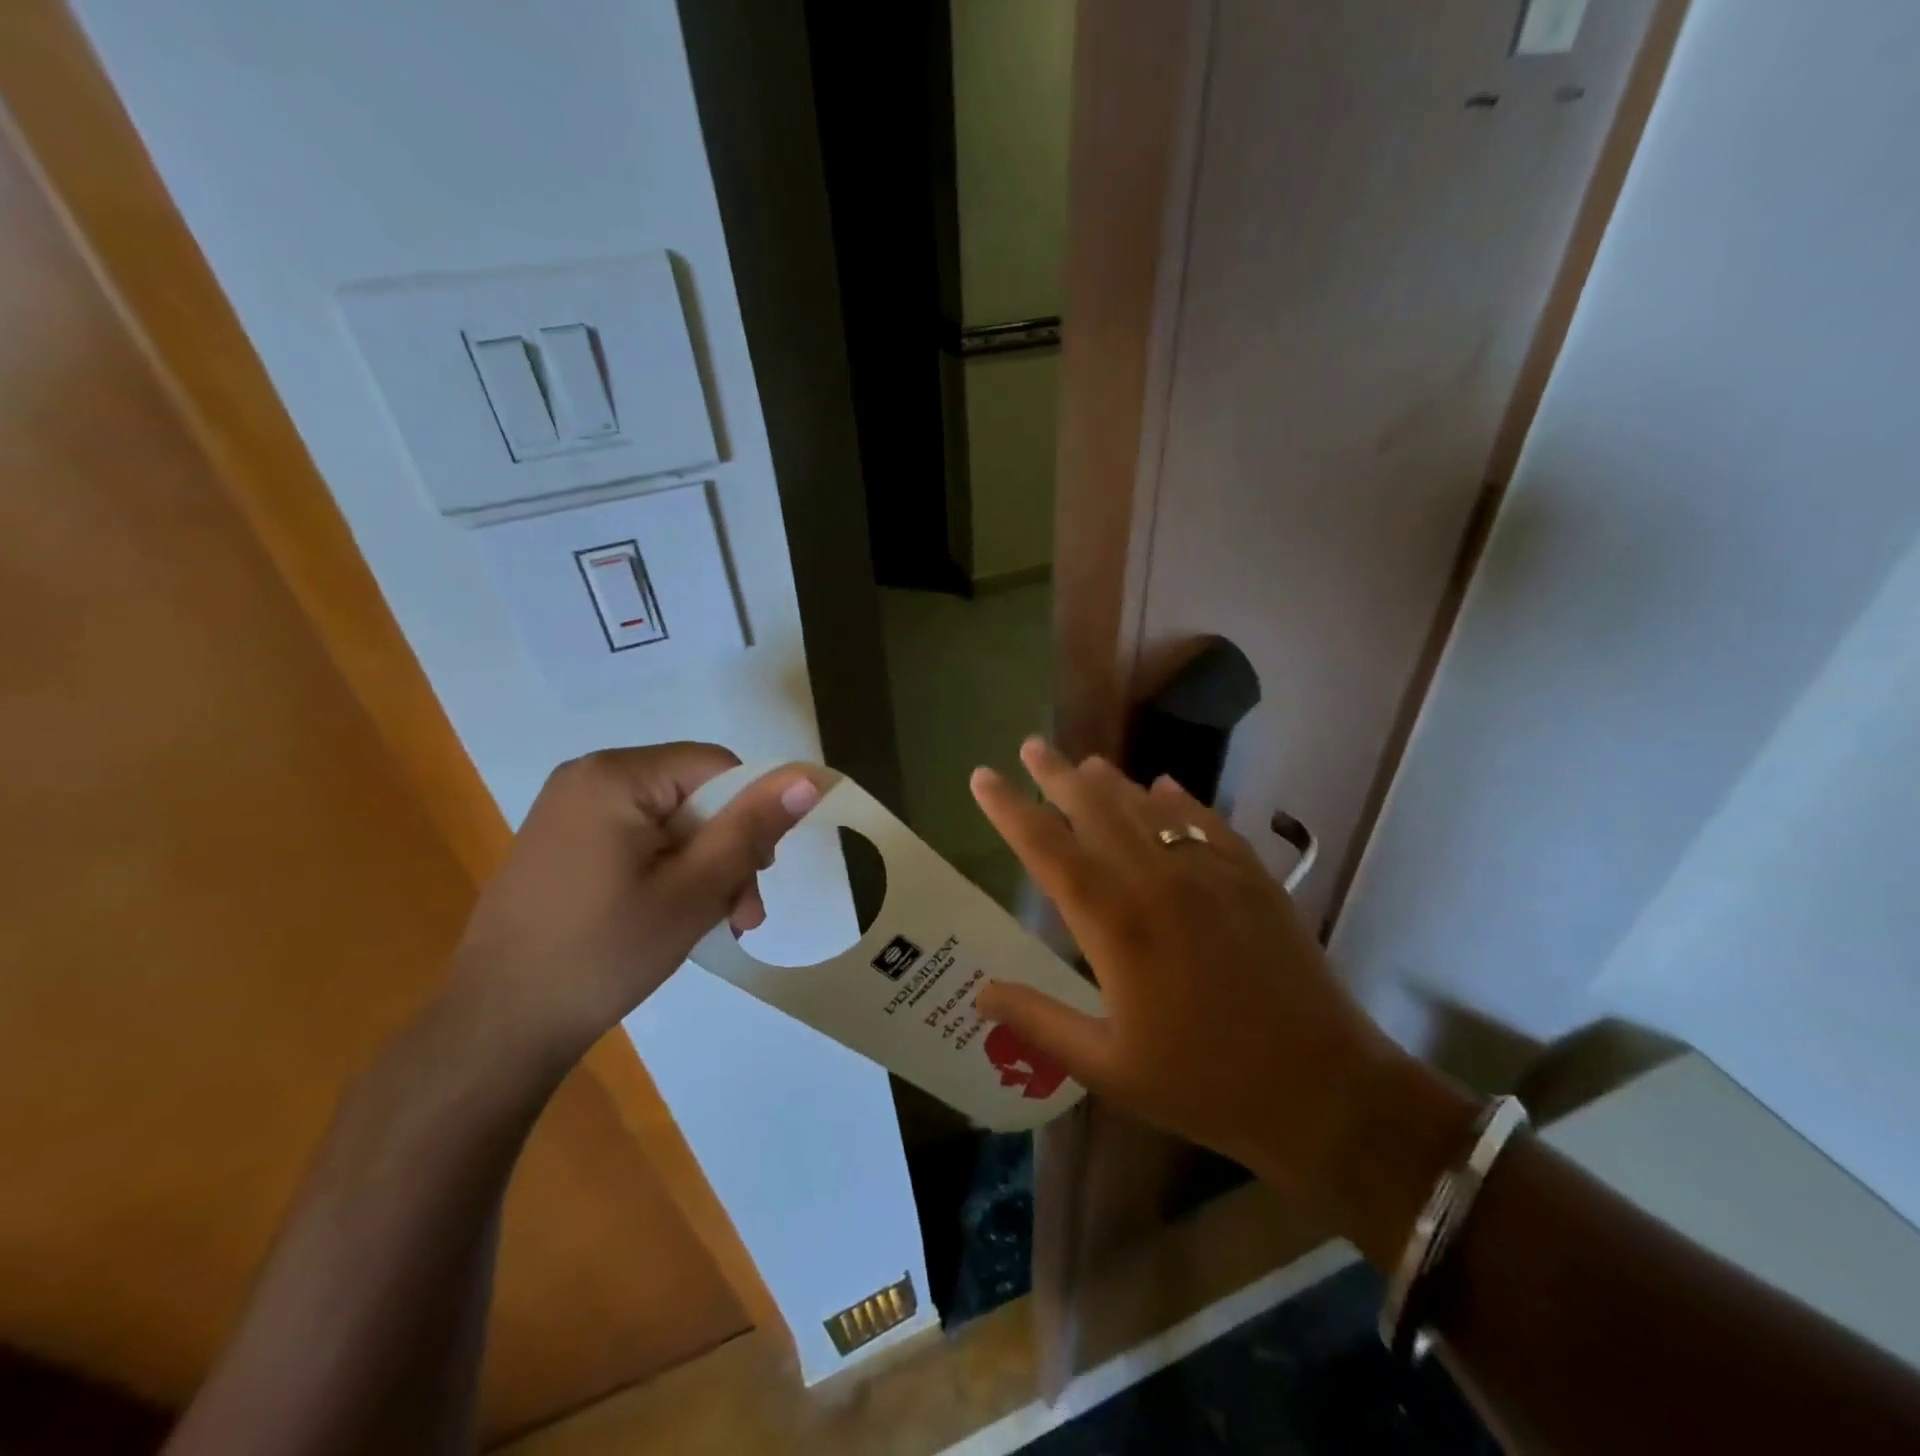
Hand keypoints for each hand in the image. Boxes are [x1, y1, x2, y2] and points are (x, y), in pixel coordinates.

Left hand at [449, 745, 818, 1062]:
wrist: (496, 1029)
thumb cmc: (603, 954)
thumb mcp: (694, 891)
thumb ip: (752, 828)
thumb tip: (807, 777)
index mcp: (616, 776)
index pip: (717, 767)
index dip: (751, 814)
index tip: (758, 878)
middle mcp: (588, 776)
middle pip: (694, 794)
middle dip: (727, 851)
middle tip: (740, 915)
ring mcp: (569, 809)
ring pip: (671, 820)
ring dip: (703, 867)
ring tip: (715, 924)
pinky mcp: (562, 841)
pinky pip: (638, 837)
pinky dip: (668, 870)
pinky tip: (672, 916)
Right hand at [972, 739, 1458, 1224]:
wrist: (1325, 1091)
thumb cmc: (1205, 1084)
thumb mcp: (1109, 1067)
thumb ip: (1040, 1021)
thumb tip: (981, 992)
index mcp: (1115, 924)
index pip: (1047, 848)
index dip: (1009, 809)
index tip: (982, 777)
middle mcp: (1157, 881)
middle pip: (1096, 809)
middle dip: (1057, 774)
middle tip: (1032, 746)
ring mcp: (1211, 873)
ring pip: (1148, 808)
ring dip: (1112, 782)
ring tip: (1086, 763)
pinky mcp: (1252, 878)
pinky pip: (1206, 822)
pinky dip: (1179, 800)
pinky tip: (1165, 787)